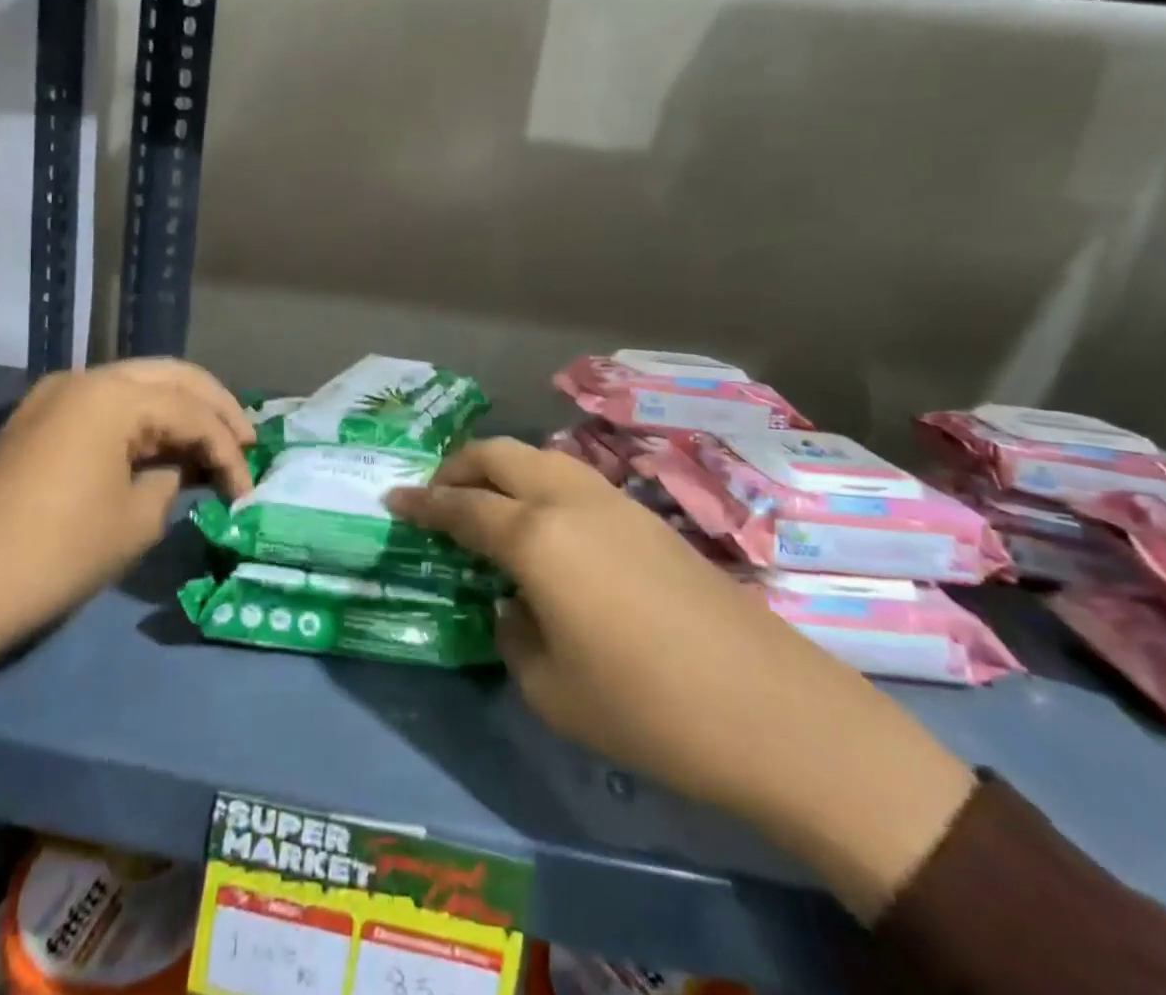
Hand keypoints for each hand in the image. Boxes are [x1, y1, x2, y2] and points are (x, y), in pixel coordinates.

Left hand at [0, 359, 252, 775]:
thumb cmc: (55, 553)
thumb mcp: (136, 520)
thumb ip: (172, 479)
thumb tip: (177, 468)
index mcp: (114, 395)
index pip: (193, 413)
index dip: (229, 451)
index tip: (248, 492)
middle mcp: (86, 378)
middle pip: (172, 376)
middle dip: (215, 407)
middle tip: (247, 442)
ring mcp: (56, 395)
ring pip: (139, 384)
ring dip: (180, 409)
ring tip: (211, 444)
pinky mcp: (38, 420)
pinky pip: (107, 404)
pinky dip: (143, 420)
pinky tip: (162, 446)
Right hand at [388, 437, 974, 920]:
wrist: (770, 709)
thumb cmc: (645, 707)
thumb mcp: (550, 688)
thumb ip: (514, 631)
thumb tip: (514, 603)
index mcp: (535, 537)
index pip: (461, 506)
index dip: (422, 503)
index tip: (394, 500)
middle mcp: (569, 501)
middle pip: (500, 455)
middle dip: (459, 465)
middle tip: (436, 493)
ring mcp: (614, 502)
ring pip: (540, 459)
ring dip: (502, 469)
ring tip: (486, 503)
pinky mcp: (648, 517)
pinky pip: (574, 480)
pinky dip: (540, 486)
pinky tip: (545, 527)